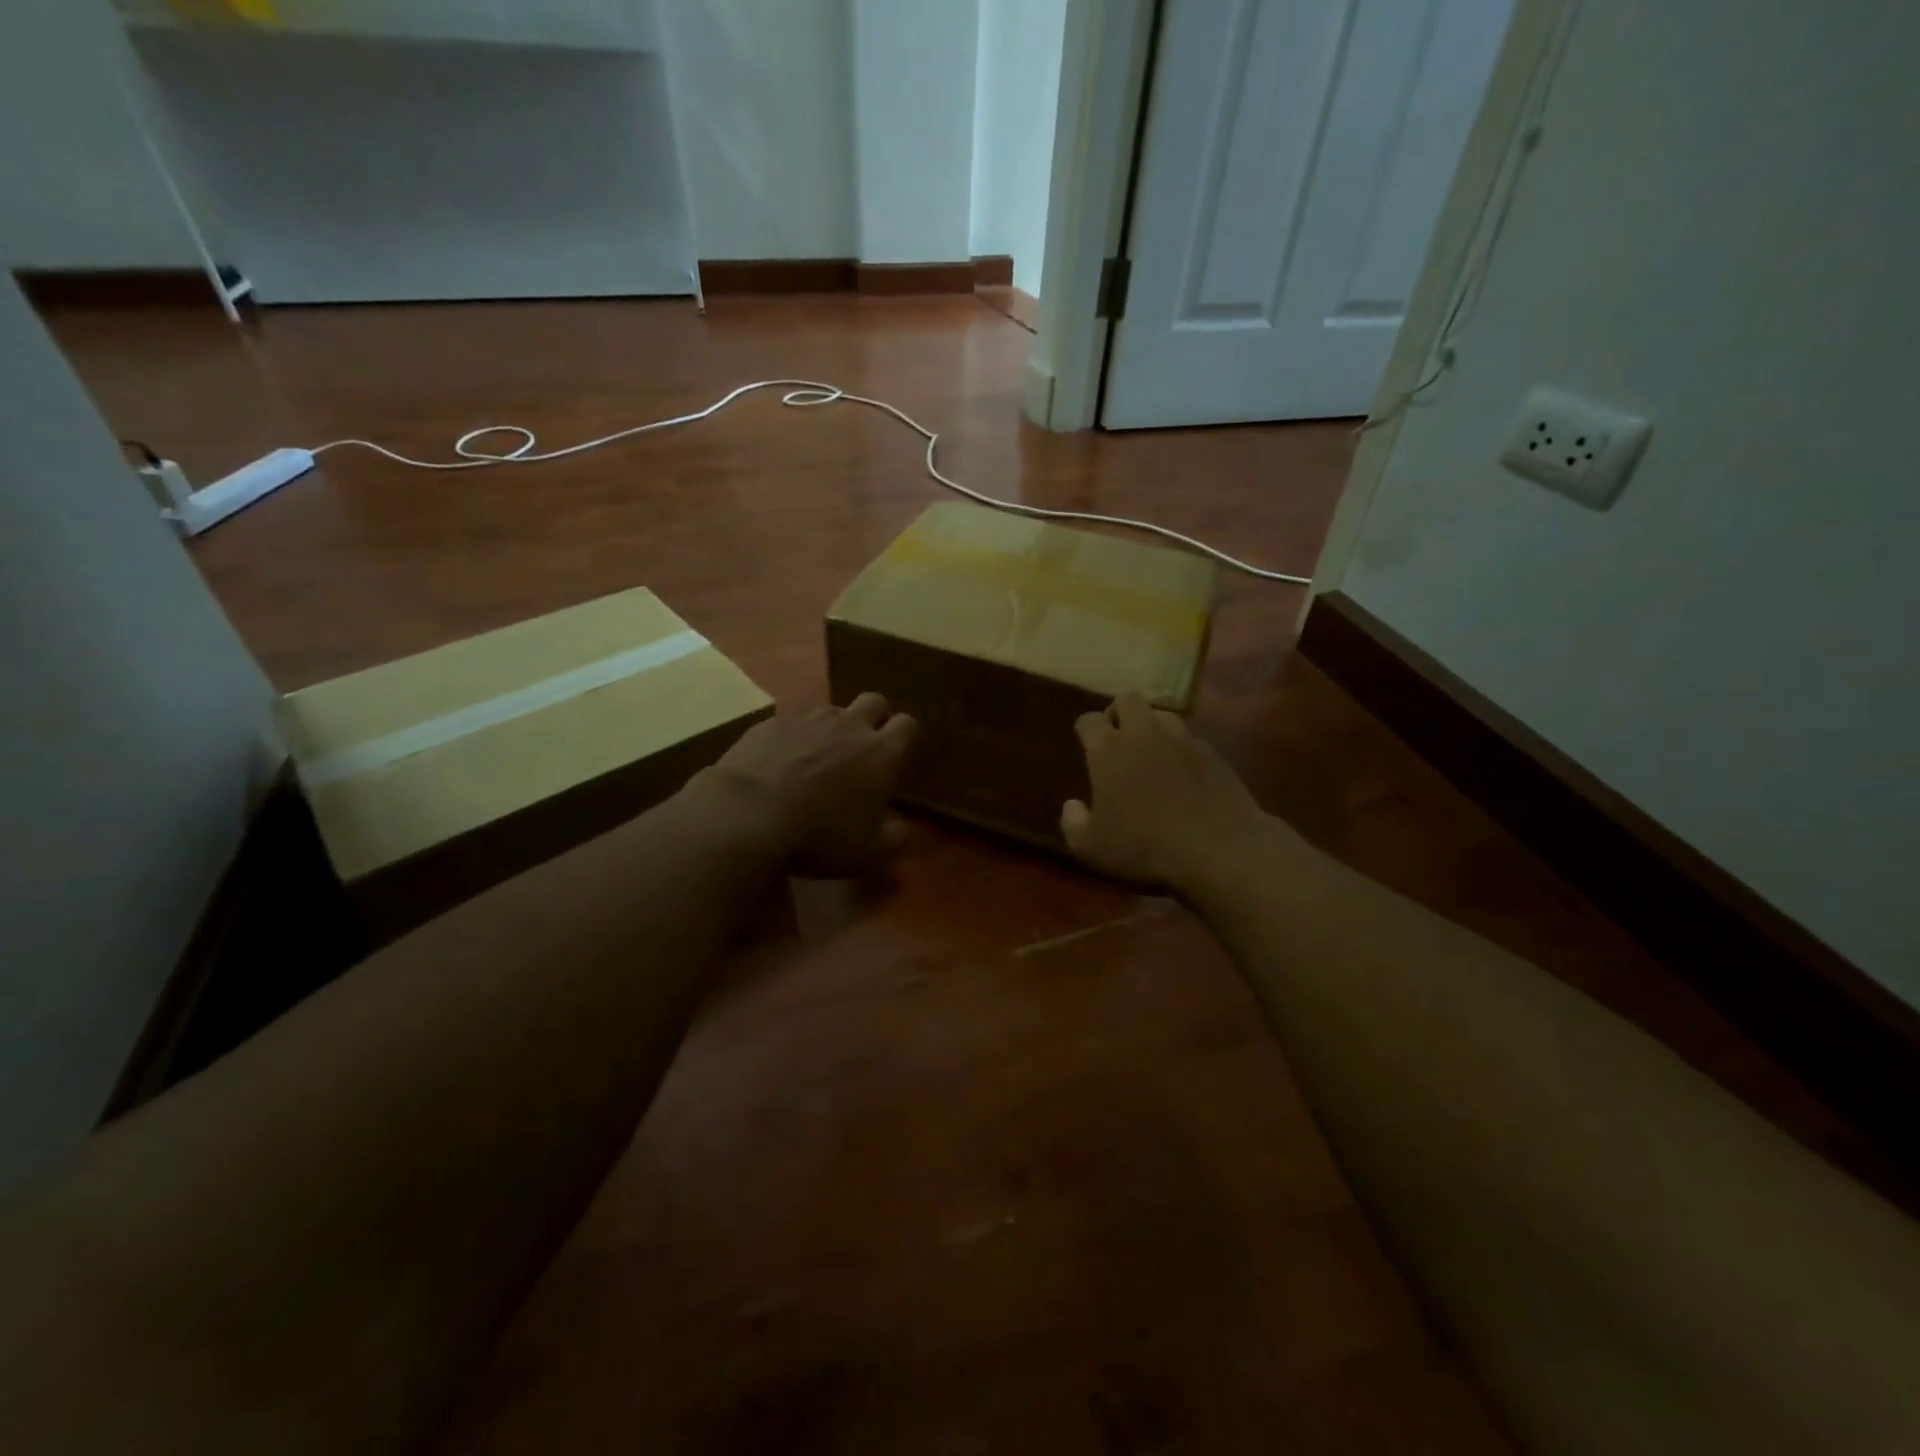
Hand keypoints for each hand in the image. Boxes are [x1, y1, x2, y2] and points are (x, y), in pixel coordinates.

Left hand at [696, 693, 916, 876]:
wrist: (748, 814)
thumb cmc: (820, 835)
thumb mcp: (870, 852)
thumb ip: (895, 836)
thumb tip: (898, 825)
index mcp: (881, 752)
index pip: (908, 725)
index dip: (906, 738)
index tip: (898, 757)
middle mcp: (849, 725)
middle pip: (874, 701)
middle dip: (875, 718)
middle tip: (864, 748)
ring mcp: (807, 719)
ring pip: (831, 709)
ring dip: (833, 727)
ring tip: (819, 757)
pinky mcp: (770, 723)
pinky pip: (791, 723)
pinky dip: (793, 738)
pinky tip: (780, 763)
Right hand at [1062, 694, 1269, 890]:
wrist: (1219, 849)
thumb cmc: (1145, 847)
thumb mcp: (1092, 848)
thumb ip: (1073, 824)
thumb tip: (1072, 806)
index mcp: (1109, 750)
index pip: (1089, 720)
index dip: (1085, 729)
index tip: (1084, 743)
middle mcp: (1144, 734)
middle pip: (1128, 700)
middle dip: (1119, 713)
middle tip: (1117, 739)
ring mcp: (1183, 741)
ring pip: (1162, 714)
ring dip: (1151, 727)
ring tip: (1150, 752)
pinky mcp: (1213, 754)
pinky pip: (1190, 740)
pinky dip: (1180, 749)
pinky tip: (1182, 774)